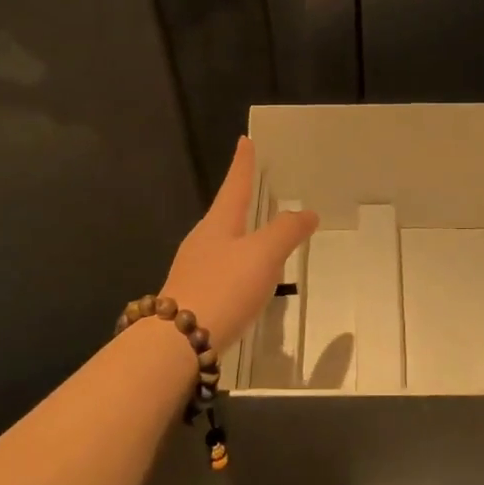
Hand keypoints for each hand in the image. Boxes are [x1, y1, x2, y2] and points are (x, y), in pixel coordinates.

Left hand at [160, 137, 318, 346]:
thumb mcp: (263, 255)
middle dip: (241, 200)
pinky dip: (237, 266)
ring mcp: (194, 268)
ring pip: (223, 242)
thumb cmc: (223, 287)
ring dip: (241, 235)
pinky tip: (247, 281)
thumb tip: (307, 212)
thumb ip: (286, 231)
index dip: (243, 163)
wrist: (177, 343)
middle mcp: (202, 240)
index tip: (244, 141)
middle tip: (257, 188)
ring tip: (261, 236)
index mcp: (218, 223)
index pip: (235, 184)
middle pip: (226, 213)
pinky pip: (221, 270)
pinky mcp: (193, 296)